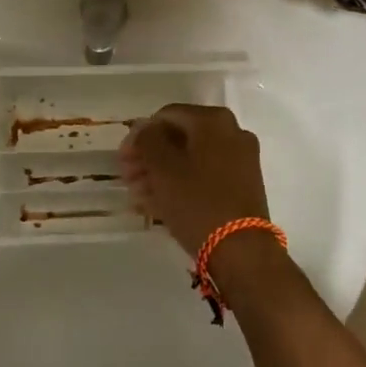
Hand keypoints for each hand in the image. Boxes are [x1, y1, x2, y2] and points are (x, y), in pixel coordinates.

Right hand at [120, 104, 270, 256]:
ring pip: (191, 158)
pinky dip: (181, 183)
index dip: (140, 135)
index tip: (123, 159)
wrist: (241, 251)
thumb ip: (147, 140)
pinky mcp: (242, 185)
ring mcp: (241, 159)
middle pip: (180, 137)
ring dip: (161, 172)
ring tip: (139, 194)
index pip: (166, 115)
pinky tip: (158, 202)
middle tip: (128, 177)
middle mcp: (232, 132)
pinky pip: (205, 175)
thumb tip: (144, 129)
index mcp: (213, 120)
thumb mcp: (162, 168)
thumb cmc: (197, 201)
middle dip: (150, 156)